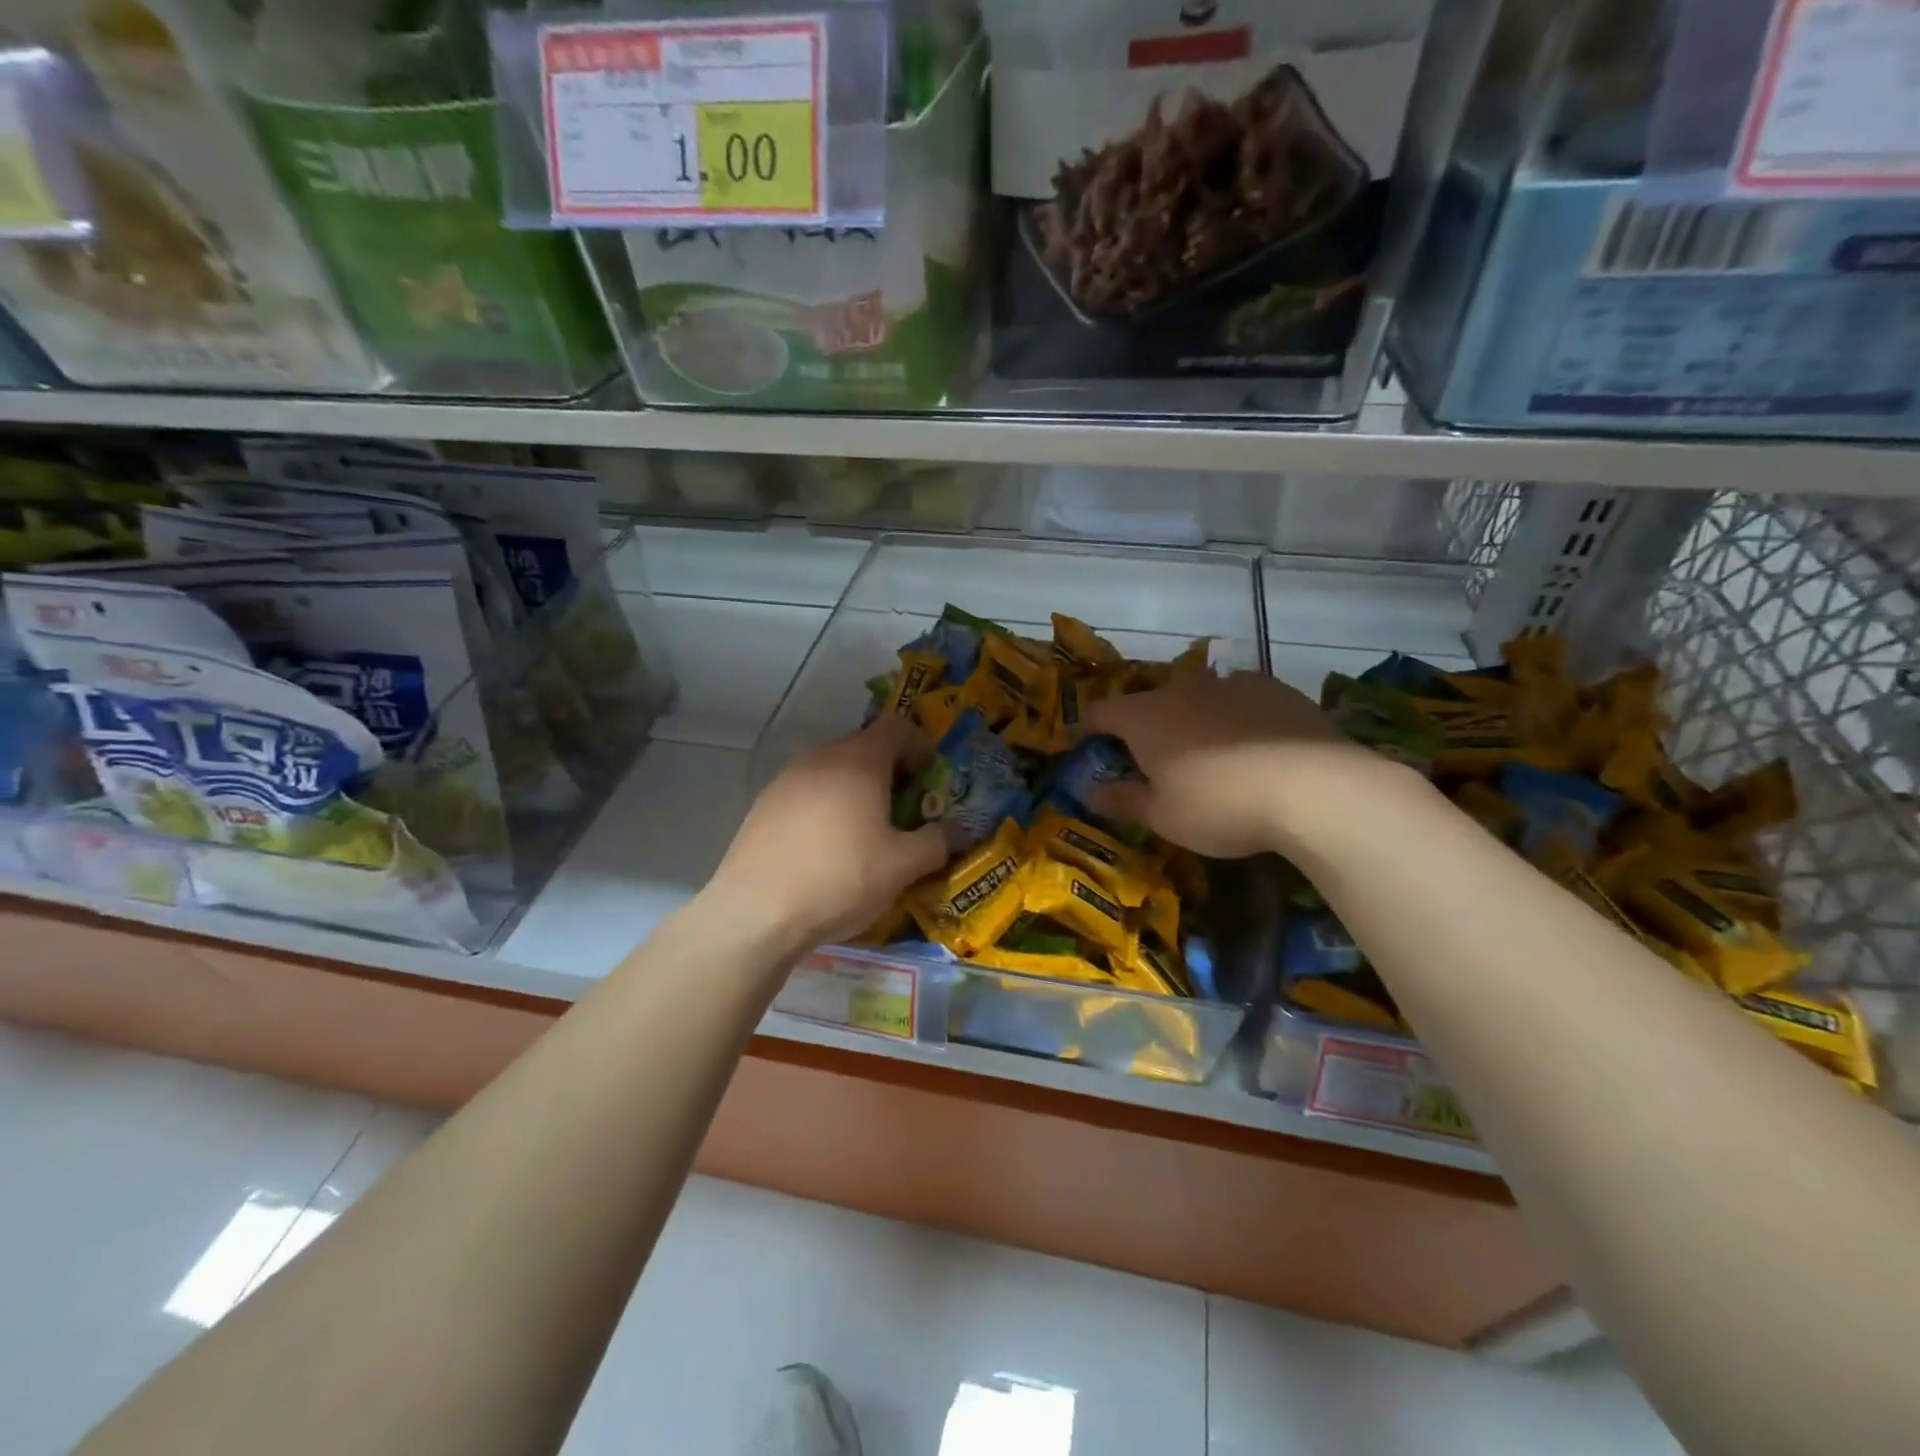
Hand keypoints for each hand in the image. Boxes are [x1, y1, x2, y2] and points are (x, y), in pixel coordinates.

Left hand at [708, 715, 947, 950]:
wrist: (755, 912)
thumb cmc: (840, 878)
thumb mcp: (902, 866)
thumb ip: (937, 842)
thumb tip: (958, 831)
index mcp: (859, 760)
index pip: (897, 726)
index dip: (920, 745)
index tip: (930, 778)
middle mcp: (821, 757)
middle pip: (865, 747)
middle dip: (891, 772)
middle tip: (904, 811)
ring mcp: (787, 778)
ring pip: (834, 771)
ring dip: (857, 791)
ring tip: (866, 833)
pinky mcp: (764, 804)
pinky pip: (808, 792)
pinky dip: (827, 807)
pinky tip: (826, 848)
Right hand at [1084, 670, 1370, 857]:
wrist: (1314, 787)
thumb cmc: (1220, 806)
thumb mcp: (1162, 817)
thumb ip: (1121, 800)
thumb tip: (1089, 793)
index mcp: (1145, 717)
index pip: (1101, 713)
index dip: (1087, 729)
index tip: (1085, 746)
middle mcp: (1182, 689)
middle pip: (1150, 703)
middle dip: (1143, 727)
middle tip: (1151, 760)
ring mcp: (1231, 683)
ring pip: (1197, 698)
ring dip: (1191, 720)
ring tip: (1206, 754)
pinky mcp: (1274, 688)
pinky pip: (1239, 699)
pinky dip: (1233, 718)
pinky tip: (1252, 746)